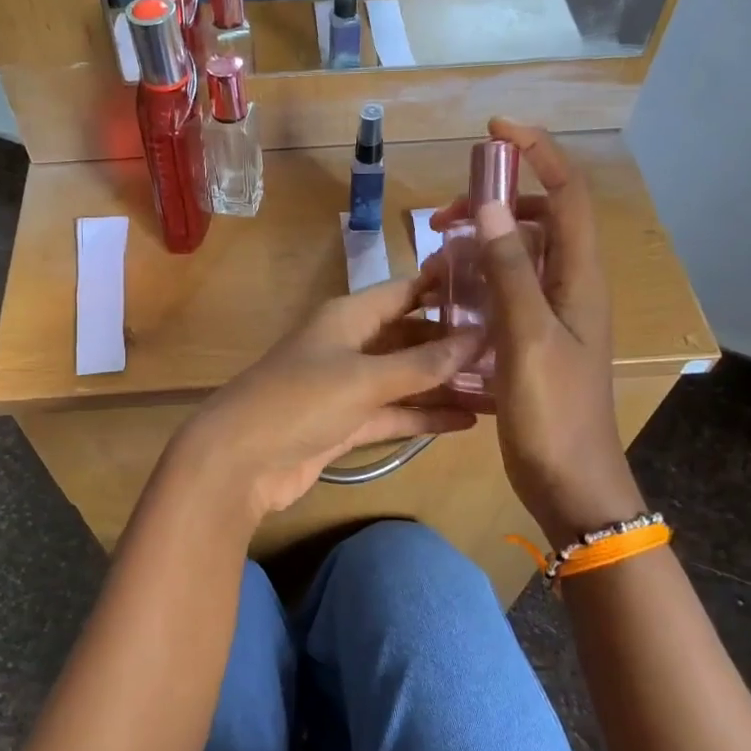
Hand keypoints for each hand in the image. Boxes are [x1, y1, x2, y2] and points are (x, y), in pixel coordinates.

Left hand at [173, 275, 479, 522]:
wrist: (240, 461)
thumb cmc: (300, 401)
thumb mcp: (364, 378)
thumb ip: (422, 363)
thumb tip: (477, 339)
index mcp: (348, 316)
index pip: (405, 292)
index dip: (445, 289)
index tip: (496, 290)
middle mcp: (350, 344)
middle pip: (410, 336)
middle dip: (453, 344)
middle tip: (510, 349)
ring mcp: (348, 386)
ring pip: (406, 378)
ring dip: (445, 384)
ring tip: (501, 388)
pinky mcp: (346, 424)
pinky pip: (394, 413)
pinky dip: (425, 416)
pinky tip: (468, 421)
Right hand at [429, 119, 645, 544]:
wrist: (571, 483)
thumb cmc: (553, 413)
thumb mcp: (526, 339)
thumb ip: (510, 273)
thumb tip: (492, 207)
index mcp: (579, 279)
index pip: (567, 194)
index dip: (537, 153)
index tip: (494, 131)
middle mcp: (571, 288)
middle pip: (542, 219)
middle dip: (497, 203)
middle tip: (446, 217)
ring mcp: (554, 316)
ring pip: (521, 256)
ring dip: (484, 243)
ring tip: (439, 257)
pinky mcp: (534, 340)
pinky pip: (508, 292)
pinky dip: (480, 281)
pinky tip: (449, 299)